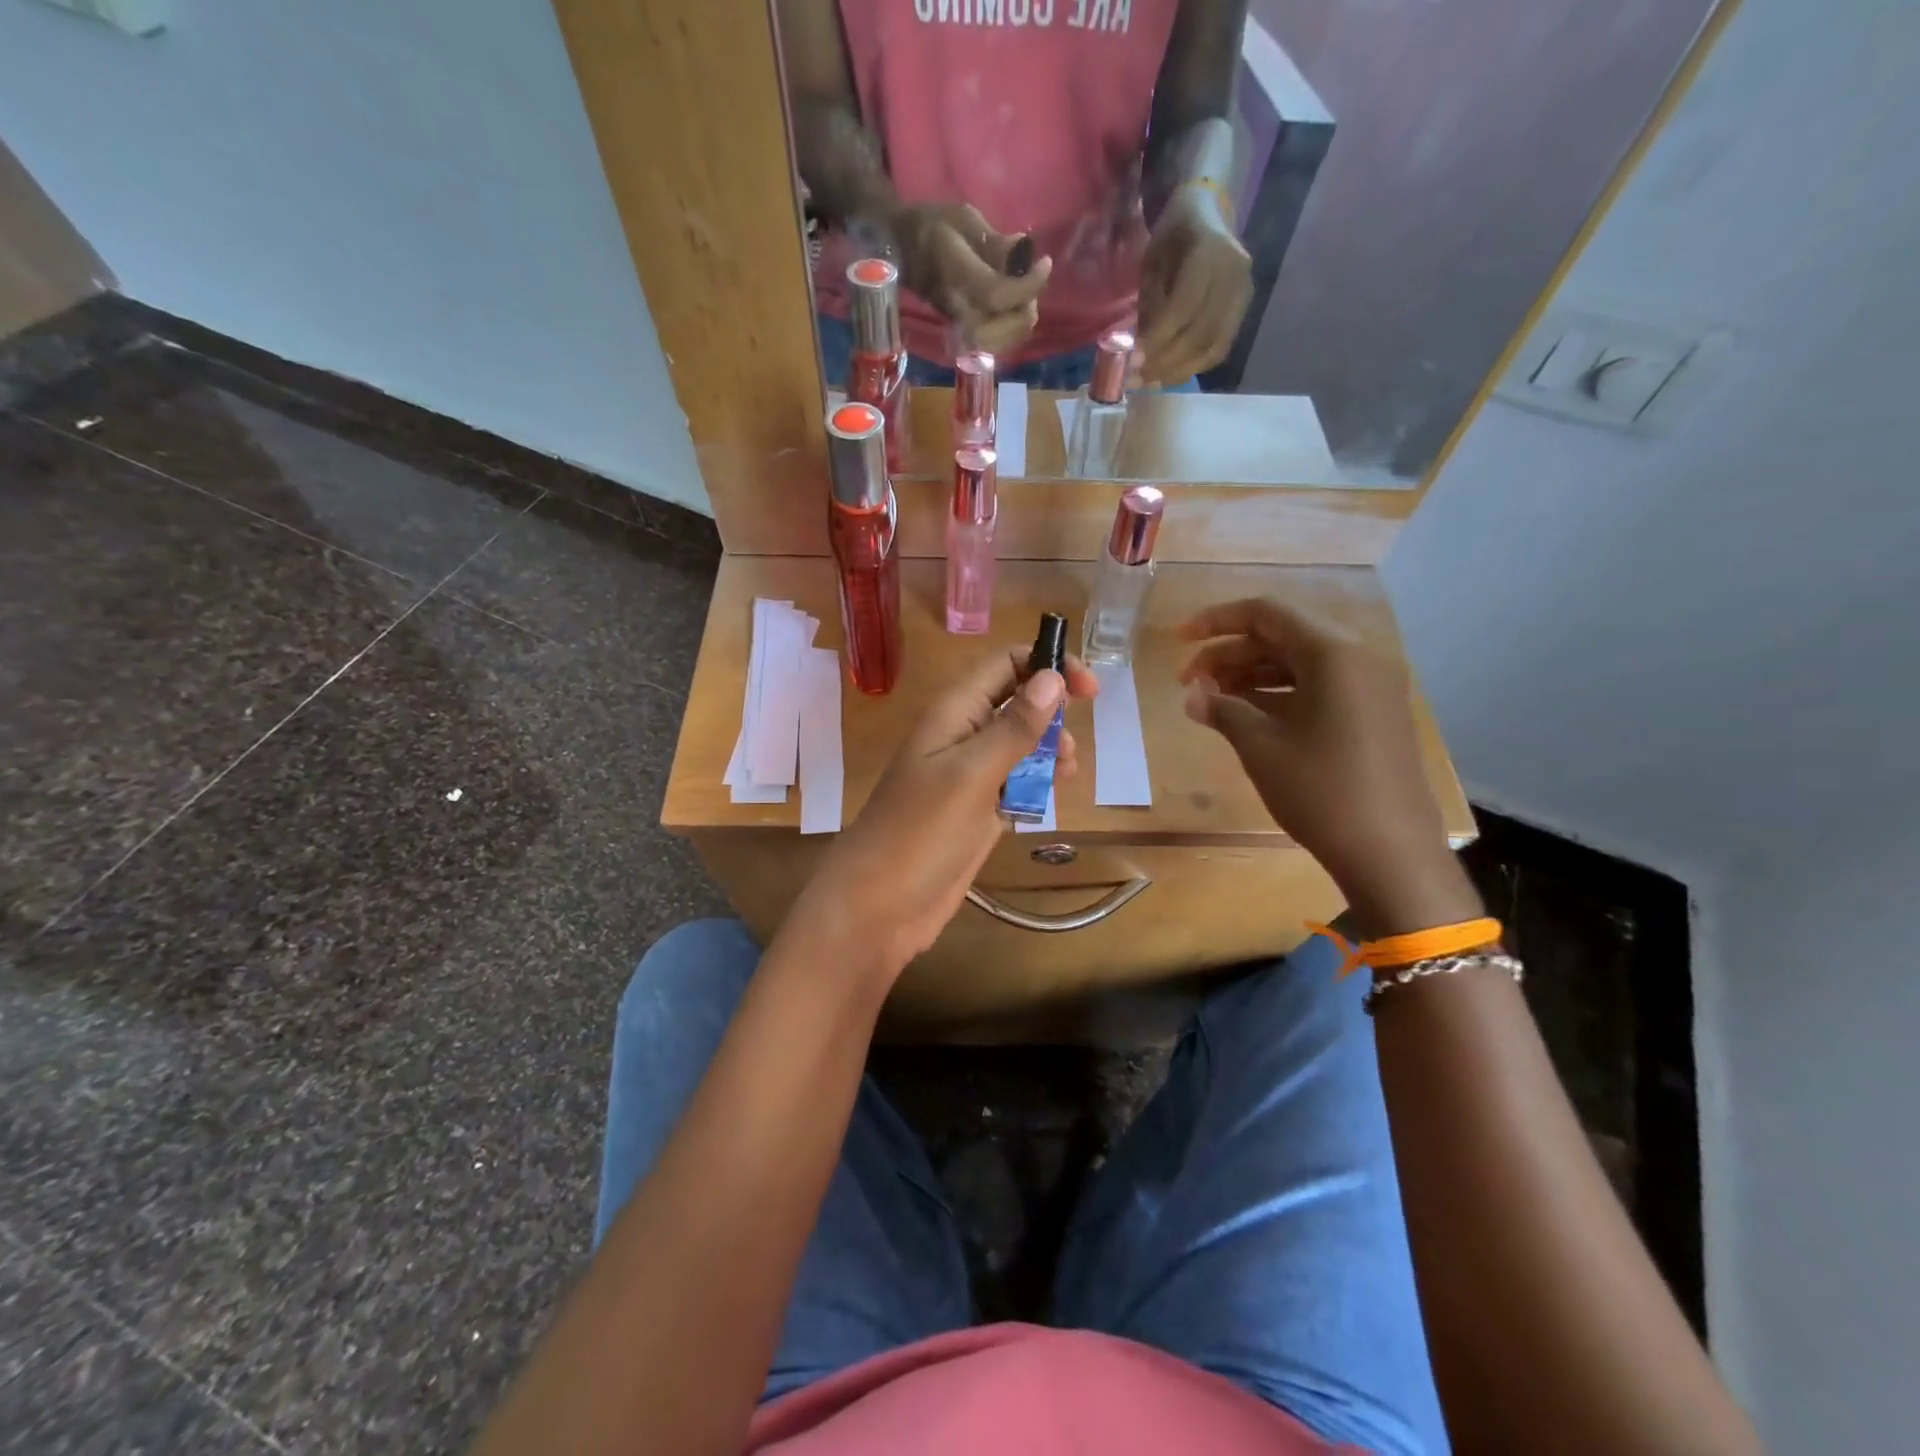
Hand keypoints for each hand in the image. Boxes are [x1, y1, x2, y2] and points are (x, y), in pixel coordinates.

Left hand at [794, 645, 1098, 973]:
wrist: (881, 905)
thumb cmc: (922, 831)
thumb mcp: (972, 773)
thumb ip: (1014, 727)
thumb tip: (1052, 677)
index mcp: (955, 712)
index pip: (1005, 665)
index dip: (1047, 666)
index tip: (1088, 689)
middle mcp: (963, 735)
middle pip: (1017, 702)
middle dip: (1052, 714)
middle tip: (1070, 746)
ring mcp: (971, 775)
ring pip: (1020, 745)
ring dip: (1048, 752)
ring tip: (1065, 773)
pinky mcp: (979, 811)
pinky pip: (1016, 783)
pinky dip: (1035, 785)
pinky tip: (1047, 798)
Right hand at [893, 203, 1052, 355]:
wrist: (899, 247)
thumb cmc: (930, 226)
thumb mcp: (961, 218)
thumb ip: (992, 240)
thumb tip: (1022, 250)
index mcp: (954, 273)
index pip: (996, 294)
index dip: (1027, 285)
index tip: (1044, 263)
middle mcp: (956, 307)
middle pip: (1001, 330)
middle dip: (1024, 309)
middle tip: (1031, 283)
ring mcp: (957, 324)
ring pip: (999, 343)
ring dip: (1019, 321)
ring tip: (1023, 294)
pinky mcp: (961, 331)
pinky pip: (993, 343)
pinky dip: (1010, 329)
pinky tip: (1013, 306)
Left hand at [1135, 183, 1251, 386]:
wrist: (1208, 214)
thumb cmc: (1173, 236)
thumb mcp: (1153, 262)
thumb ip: (1150, 304)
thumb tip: (1140, 351)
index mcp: (1210, 252)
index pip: (1185, 307)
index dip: (1158, 338)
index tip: (1132, 361)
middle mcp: (1234, 274)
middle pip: (1201, 334)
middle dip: (1165, 362)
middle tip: (1136, 378)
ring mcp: (1243, 294)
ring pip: (1212, 348)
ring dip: (1178, 371)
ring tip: (1149, 382)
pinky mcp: (1242, 312)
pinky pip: (1218, 349)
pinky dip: (1192, 367)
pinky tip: (1168, 374)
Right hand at [1178, 598, 1479, 937]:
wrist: (1391, 853)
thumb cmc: (1321, 791)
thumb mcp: (1261, 747)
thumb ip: (1222, 709)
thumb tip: (1191, 695)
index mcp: (1334, 654)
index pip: (1266, 614)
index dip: (1215, 622)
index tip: (1177, 640)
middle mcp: (1358, 659)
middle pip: (1282, 636)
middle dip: (1229, 653)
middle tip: (1187, 681)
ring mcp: (1370, 687)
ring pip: (1298, 663)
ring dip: (1250, 674)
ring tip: (1209, 698)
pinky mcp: (1372, 714)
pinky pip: (1317, 687)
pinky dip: (1277, 693)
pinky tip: (1245, 713)